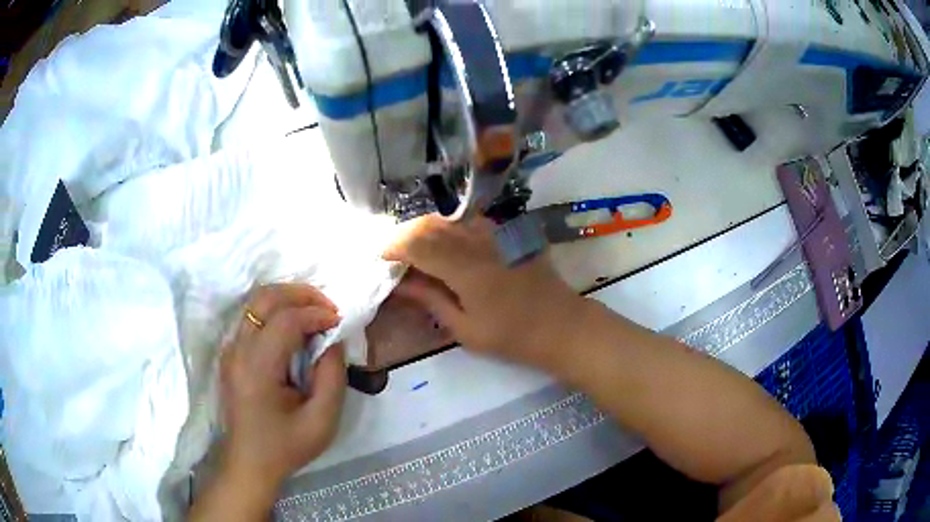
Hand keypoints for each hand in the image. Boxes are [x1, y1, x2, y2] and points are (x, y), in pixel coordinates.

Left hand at [219, 284, 346, 490]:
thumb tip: (332, 341)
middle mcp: (238, 351)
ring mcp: (230, 351)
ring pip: (255, 304)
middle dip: (299, 293)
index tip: (338, 321)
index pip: (285, 321)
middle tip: (327, 306)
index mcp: (257, 369)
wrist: (250, 463)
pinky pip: (252, 318)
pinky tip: (294, 327)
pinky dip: (275, 311)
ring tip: (314, 312)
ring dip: (287, 299)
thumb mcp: (322, 421)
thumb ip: (332, 377)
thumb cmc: (286, 446)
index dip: (315, 313)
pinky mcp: (230, 355)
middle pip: (264, 299)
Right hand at [384, 215, 587, 370]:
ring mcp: (495, 234)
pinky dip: (449, 229)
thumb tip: (400, 284)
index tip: (380, 259)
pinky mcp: (507, 234)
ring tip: (414, 251)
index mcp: (465, 268)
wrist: (561, 325)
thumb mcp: (466, 328)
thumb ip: (431, 300)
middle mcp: (478, 242)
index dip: (393, 247)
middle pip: (430, 225)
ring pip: (449, 219)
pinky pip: (469, 222)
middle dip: (405, 235)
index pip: (418, 244)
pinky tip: (445, 246)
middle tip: (393, 255)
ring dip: (425, 230)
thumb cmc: (512, 336)